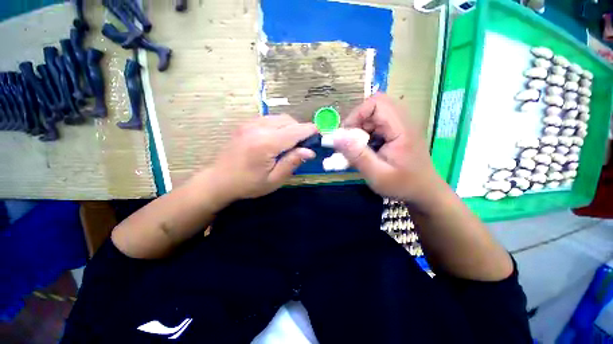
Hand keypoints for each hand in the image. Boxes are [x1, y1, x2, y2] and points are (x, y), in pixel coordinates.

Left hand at [208, 114, 316, 201]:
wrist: (219, 180)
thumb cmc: (248, 184)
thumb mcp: (274, 180)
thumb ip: (292, 162)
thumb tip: (309, 151)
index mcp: (266, 144)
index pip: (295, 131)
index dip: (309, 130)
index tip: (319, 134)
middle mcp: (258, 128)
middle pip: (288, 120)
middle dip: (300, 129)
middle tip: (303, 144)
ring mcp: (250, 124)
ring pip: (279, 118)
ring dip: (290, 126)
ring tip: (291, 142)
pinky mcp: (245, 124)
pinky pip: (269, 119)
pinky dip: (279, 125)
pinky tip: (277, 138)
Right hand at [334, 93, 442, 203]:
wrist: (423, 191)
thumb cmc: (402, 185)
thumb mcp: (377, 175)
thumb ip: (357, 155)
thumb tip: (336, 137)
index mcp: (402, 129)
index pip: (377, 103)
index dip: (357, 114)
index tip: (346, 134)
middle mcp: (403, 122)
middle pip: (374, 106)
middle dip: (357, 122)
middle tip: (350, 141)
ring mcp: (400, 126)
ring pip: (374, 115)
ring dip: (360, 129)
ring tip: (357, 148)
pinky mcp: (397, 132)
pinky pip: (377, 124)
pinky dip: (365, 134)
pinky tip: (366, 149)